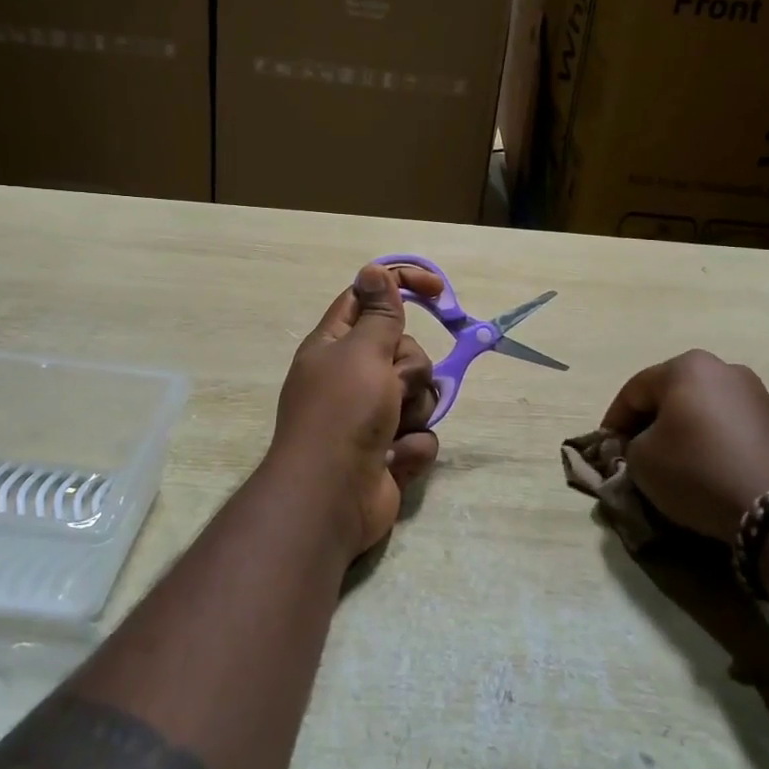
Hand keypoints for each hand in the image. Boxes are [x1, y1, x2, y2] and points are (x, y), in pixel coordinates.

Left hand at [271, 263, 442, 558]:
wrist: (330, 499)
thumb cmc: (342, 414)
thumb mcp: (362, 353)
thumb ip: (379, 313)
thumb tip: (373, 270)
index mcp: (335, 346)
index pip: (368, 298)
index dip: (401, 286)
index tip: (438, 290)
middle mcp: (352, 376)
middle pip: (404, 350)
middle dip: (410, 370)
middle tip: (392, 387)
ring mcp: (371, 416)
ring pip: (419, 393)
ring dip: (414, 410)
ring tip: (392, 430)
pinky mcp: (389, 451)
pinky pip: (421, 434)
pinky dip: (411, 447)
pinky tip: (394, 459)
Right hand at [602, 351, 768, 543]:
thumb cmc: (698, 471)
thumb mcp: (642, 461)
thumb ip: (630, 446)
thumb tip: (641, 446)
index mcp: (685, 366)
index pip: (634, 390)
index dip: (614, 420)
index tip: (606, 448)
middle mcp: (722, 368)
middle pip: (670, 395)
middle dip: (650, 422)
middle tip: (636, 453)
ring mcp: (756, 393)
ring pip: (702, 410)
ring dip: (683, 432)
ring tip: (673, 464)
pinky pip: (729, 427)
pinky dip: (712, 443)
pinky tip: (707, 470)